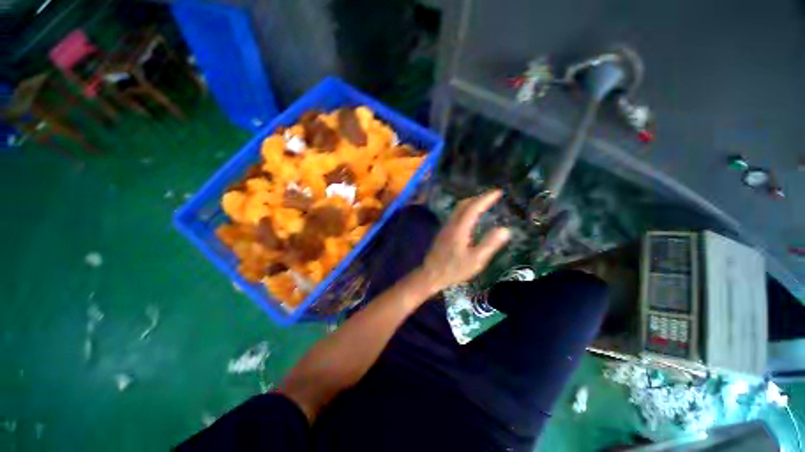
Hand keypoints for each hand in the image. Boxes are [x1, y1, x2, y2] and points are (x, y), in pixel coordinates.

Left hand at [417, 190, 510, 293]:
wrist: (431, 274)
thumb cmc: (454, 269)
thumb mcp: (476, 260)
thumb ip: (489, 244)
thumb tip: (505, 229)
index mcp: (460, 229)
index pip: (474, 207)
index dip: (486, 198)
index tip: (498, 192)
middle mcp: (451, 224)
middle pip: (463, 204)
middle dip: (478, 197)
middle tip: (492, 196)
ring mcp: (445, 227)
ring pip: (458, 209)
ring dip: (471, 202)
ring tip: (483, 204)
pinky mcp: (443, 232)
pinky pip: (456, 215)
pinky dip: (465, 210)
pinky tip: (470, 217)